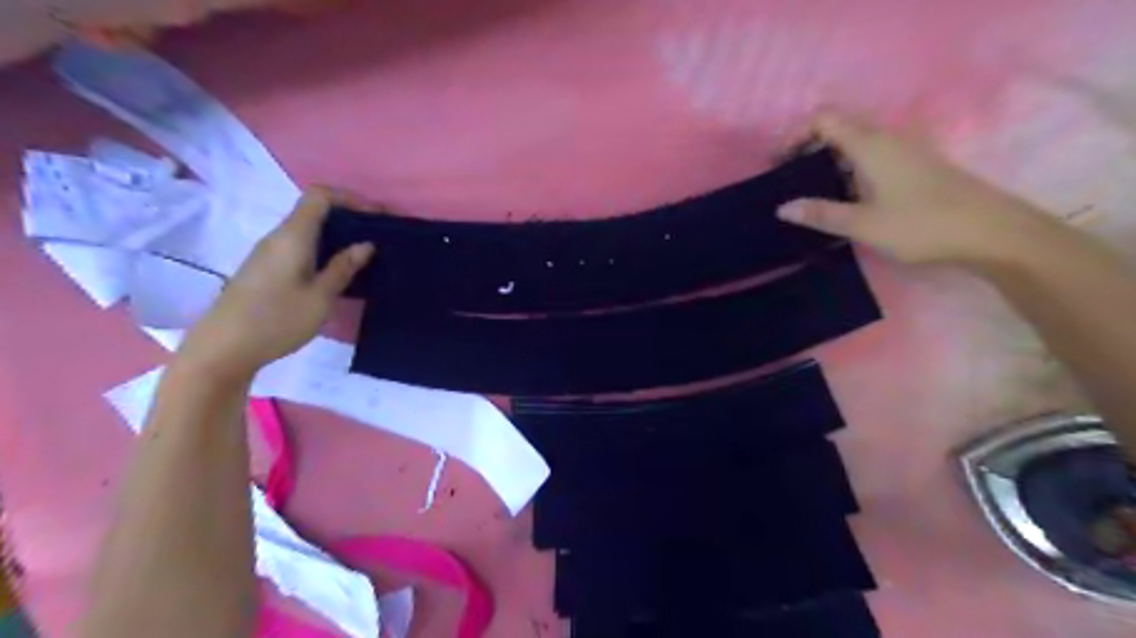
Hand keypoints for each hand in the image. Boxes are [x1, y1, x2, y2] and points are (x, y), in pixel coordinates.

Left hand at [177, 188, 372, 377]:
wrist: (223, 349)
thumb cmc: (276, 320)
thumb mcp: (320, 297)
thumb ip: (343, 268)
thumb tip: (366, 244)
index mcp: (293, 236)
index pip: (320, 196)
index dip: (351, 198)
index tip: (379, 216)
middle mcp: (279, 238)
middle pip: (315, 211)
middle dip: (350, 218)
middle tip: (380, 237)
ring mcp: (270, 254)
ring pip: (308, 231)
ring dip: (338, 237)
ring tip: (366, 256)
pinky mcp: (267, 270)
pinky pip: (301, 248)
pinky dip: (325, 251)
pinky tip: (339, 273)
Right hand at [772, 112, 1045, 263]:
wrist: (990, 232)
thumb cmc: (922, 224)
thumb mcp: (864, 224)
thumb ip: (821, 214)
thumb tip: (782, 208)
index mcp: (870, 145)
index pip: (824, 119)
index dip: (796, 135)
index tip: (778, 164)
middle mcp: (886, 139)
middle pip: (838, 126)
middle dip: (807, 146)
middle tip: (788, 177)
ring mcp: (903, 151)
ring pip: (854, 143)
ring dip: (827, 159)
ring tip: (808, 191)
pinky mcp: (913, 166)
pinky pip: (869, 156)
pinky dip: (846, 168)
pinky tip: (842, 198)